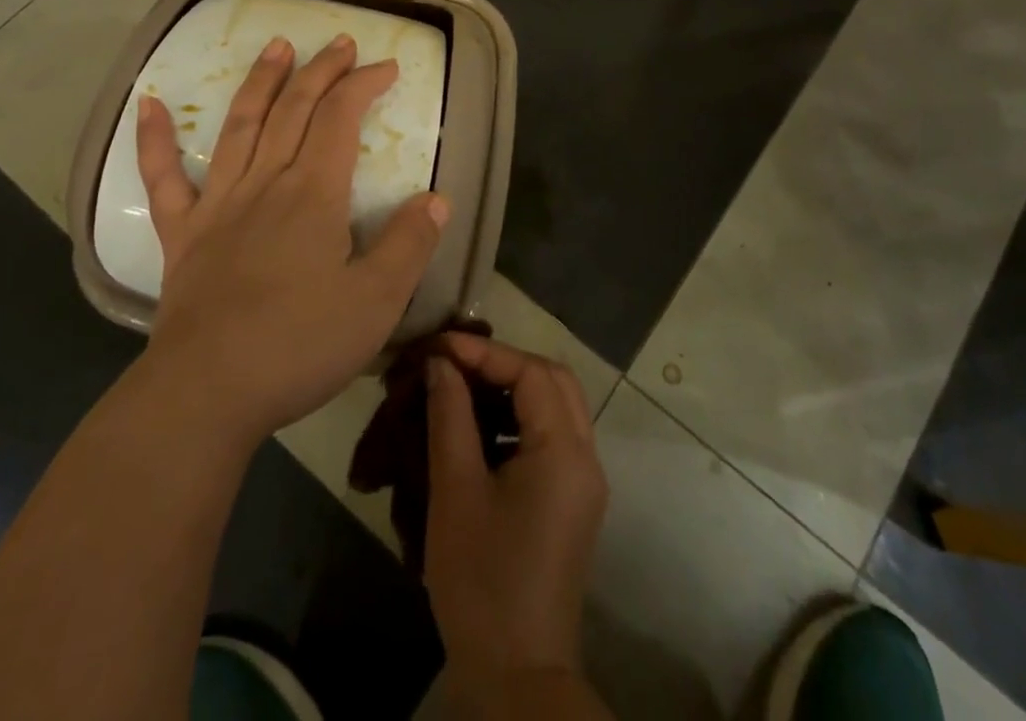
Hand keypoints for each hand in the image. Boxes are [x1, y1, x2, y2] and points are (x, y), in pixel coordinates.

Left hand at [135, 33, 449, 443]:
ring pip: (240, 126)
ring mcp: (218, 205)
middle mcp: (265, 183)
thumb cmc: (299, 347)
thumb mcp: (376, 303)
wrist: (207, 393)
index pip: (342, 119)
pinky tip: (147, 103)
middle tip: (339, 41)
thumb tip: (436, 198)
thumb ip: (409, 245)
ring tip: (275, 46)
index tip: (387, 67)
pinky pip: (163, 178)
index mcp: (313, 194)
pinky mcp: (182, 234)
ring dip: (260, 82)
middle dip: (321, 71)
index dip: (364, 85)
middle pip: (294, 110)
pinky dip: (154, 139)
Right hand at [424, 333, 609, 700]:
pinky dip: (520, 417)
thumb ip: (449, 415)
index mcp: (565, 452)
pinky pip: (552, 435)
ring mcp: (583, 482)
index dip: (485, 352)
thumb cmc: (483, 581)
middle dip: (505, 362)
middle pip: (554, 380)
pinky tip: (481, 427)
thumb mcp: (456, 490)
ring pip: (557, 405)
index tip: (439, 348)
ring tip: (464, 387)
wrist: (517, 677)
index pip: (531, 372)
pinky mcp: (572, 502)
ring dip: (514, 387)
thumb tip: (440, 364)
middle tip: (457, 363)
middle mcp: (586, 458)